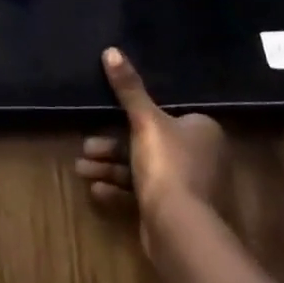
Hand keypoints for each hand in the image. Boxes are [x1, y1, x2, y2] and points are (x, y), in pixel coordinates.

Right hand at [76, 47, 226, 248]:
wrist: (181, 232)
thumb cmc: (168, 165)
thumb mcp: (144, 121)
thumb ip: (129, 89)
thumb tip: (111, 50)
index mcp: (202, 130)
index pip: (167, 113)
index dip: (134, 114)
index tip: (105, 114)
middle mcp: (201, 157)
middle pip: (148, 143)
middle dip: (112, 145)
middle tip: (85, 145)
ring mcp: (190, 188)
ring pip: (142, 170)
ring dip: (110, 167)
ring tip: (80, 168)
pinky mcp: (175, 214)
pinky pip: (143, 194)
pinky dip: (119, 190)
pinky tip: (94, 188)